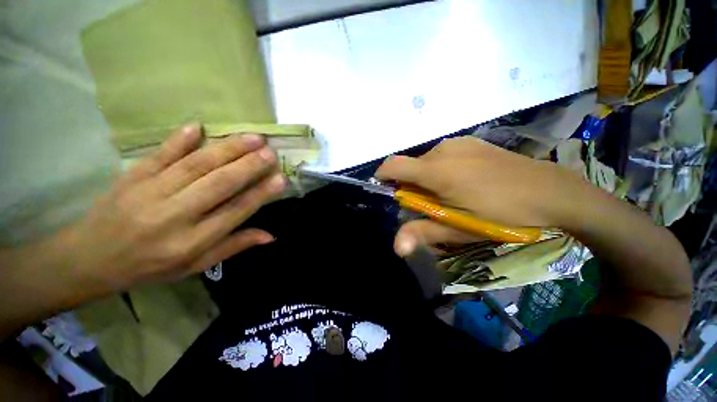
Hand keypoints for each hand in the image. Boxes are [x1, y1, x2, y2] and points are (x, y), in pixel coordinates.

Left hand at [63, 124, 285, 292]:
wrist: (89, 259)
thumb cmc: (150, 266)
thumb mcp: (195, 266)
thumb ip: (233, 246)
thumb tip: (270, 235)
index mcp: (191, 242)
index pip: (234, 212)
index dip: (260, 194)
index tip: (280, 179)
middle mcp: (173, 216)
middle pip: (218, 184)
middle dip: (248, 166)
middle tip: (271, 152)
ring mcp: (149, 193)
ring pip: (195, 165)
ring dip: (227, 149)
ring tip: (252, 138)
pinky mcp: (131, 177)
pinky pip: (158, 155)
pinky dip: (178, 140)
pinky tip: (197, 126)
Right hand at [376, 137, 582, 255]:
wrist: (551, 191)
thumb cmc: (502, 214)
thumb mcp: (460, 228)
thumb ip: (424, 232)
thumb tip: (396, 247)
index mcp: (436, 171)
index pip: (393, 165)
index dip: (382, 176)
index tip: (384, 191)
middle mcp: (442, 150)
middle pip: (409, 165)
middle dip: (408, 184)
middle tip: (425, 204)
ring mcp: (459, 143)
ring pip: (425, 160)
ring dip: (424, 177)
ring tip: (445, 194)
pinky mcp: (471, 142)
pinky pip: (442, 155)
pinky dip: (439, 168)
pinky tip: (461, 181)